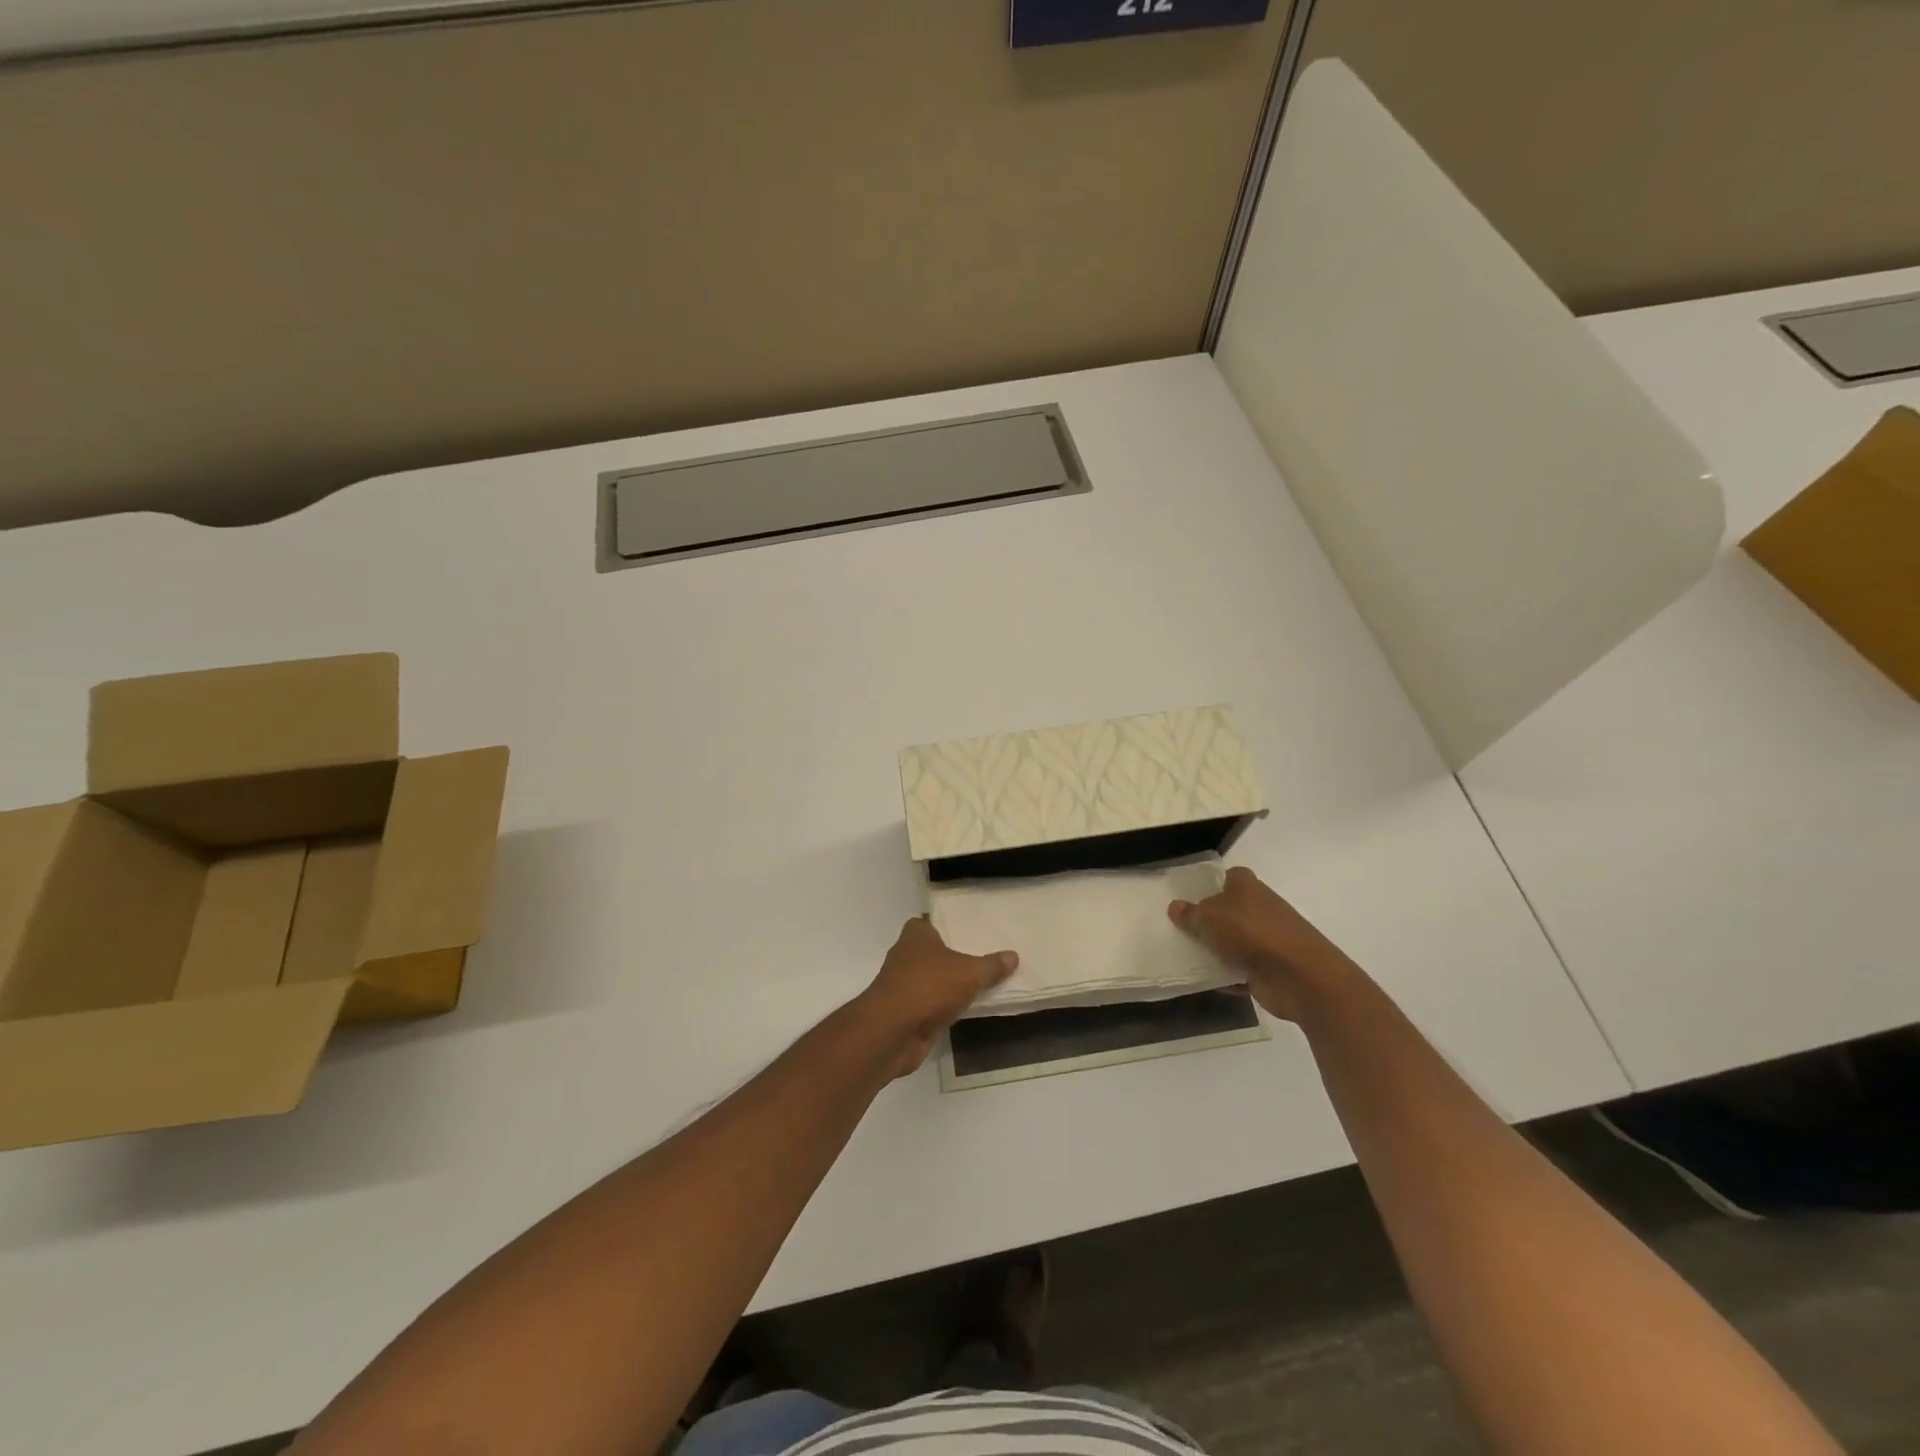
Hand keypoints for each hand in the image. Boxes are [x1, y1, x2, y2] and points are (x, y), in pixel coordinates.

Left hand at [860, 918, 1017, 1077]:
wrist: (893, 1031)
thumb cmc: (929, 986)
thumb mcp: (970, 973)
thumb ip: (991, 966)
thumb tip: (1014, 955)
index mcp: (915, 936)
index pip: (927, 924)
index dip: (944, 929)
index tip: (966, 934)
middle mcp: (904, 956)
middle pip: (930, 953)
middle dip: (950, 958)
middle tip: (980, 960)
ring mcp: (902, 986)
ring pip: (929, 981)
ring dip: (945, 986)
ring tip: (977, 986)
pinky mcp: (904, 1013)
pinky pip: (929, 1005)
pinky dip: (942, 1009)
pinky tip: (963, 1011)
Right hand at [1168, 867, 1357, 1020]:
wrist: (1298, 975)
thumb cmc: (1250, 932)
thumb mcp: (1209, 918)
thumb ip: (1190, 914)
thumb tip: (1175, 907)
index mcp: (1247, 887)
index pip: (1230, 876)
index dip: (1212, 883)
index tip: (1190, 895)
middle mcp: (1260, 909)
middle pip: (1230, 911)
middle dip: (1209, 920)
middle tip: (1180, 927)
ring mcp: (1267, 940)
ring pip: (1234, 941)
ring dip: (1216, 950)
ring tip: (1186, 955)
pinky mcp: (1270, 969)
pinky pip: (1240, 971)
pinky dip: (1227, 977)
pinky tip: (1205, 981)